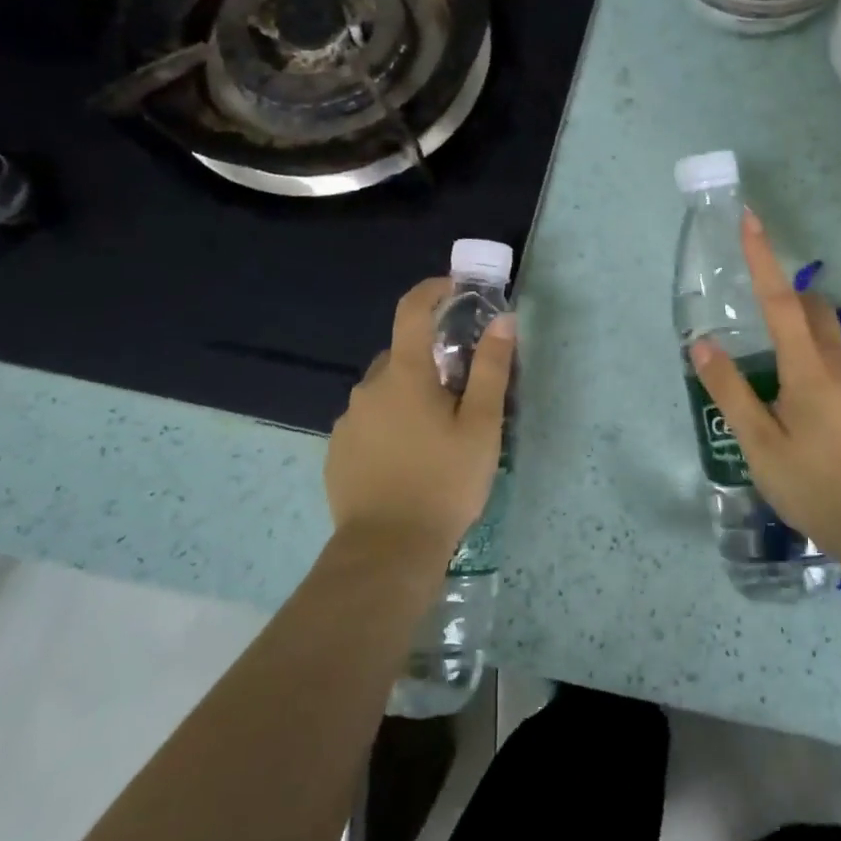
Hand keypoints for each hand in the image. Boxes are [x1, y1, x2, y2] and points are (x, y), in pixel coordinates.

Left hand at [325, 277, 515, 561]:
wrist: (387, 551)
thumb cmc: (444, 482)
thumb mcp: (482, 426)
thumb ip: (492, 368)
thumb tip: (502, 320)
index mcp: (405, 374)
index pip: (412, 310)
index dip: (433, 290)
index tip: (456, 290)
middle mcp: (369, 387)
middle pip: (402, 354)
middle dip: (431, 359)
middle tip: (462, 389)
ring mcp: (348, 420)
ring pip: (385, 390)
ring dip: (410, 395)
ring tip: (438, 433)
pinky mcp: (338, 451)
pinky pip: (369, 420)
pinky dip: (391, 423)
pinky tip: (409, 458)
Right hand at [689, 211, 840, 557]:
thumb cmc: (814, 483)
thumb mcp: (758, 442)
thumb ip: (729, 391)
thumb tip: (703, 345)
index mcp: (809, 367)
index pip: (781, 299)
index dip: (763, 257)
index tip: (750, 218)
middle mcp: (837, 365)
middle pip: (812, 309)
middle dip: (784, 291)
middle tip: (750, 303)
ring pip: (825, 335)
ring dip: (796, 325)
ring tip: (762, 357)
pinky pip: (832, 361)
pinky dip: (807, 354)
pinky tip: (788, 395)